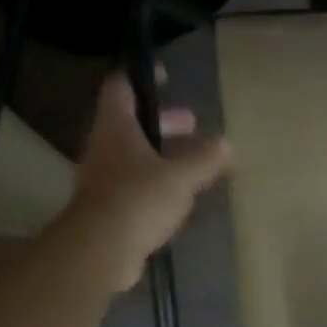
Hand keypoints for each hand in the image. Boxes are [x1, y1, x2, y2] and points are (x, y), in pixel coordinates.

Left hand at [67, 70, 231, 288]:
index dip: (142, 77)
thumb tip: (226, 144)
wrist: (100, 250)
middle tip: (191, 124)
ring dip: (161, 155)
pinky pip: (133, 187)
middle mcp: (103, 147)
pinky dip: (155, 184)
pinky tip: (178, 197)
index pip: (120, 87)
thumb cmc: (139, 198)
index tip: (165, 76)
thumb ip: (205, 159)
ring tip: (192, 163)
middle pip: (131, 124)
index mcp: (116, 127)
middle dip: (162, 122)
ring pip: (133, 156)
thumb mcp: (182, 176)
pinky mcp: (106, 209)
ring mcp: (101, 179)